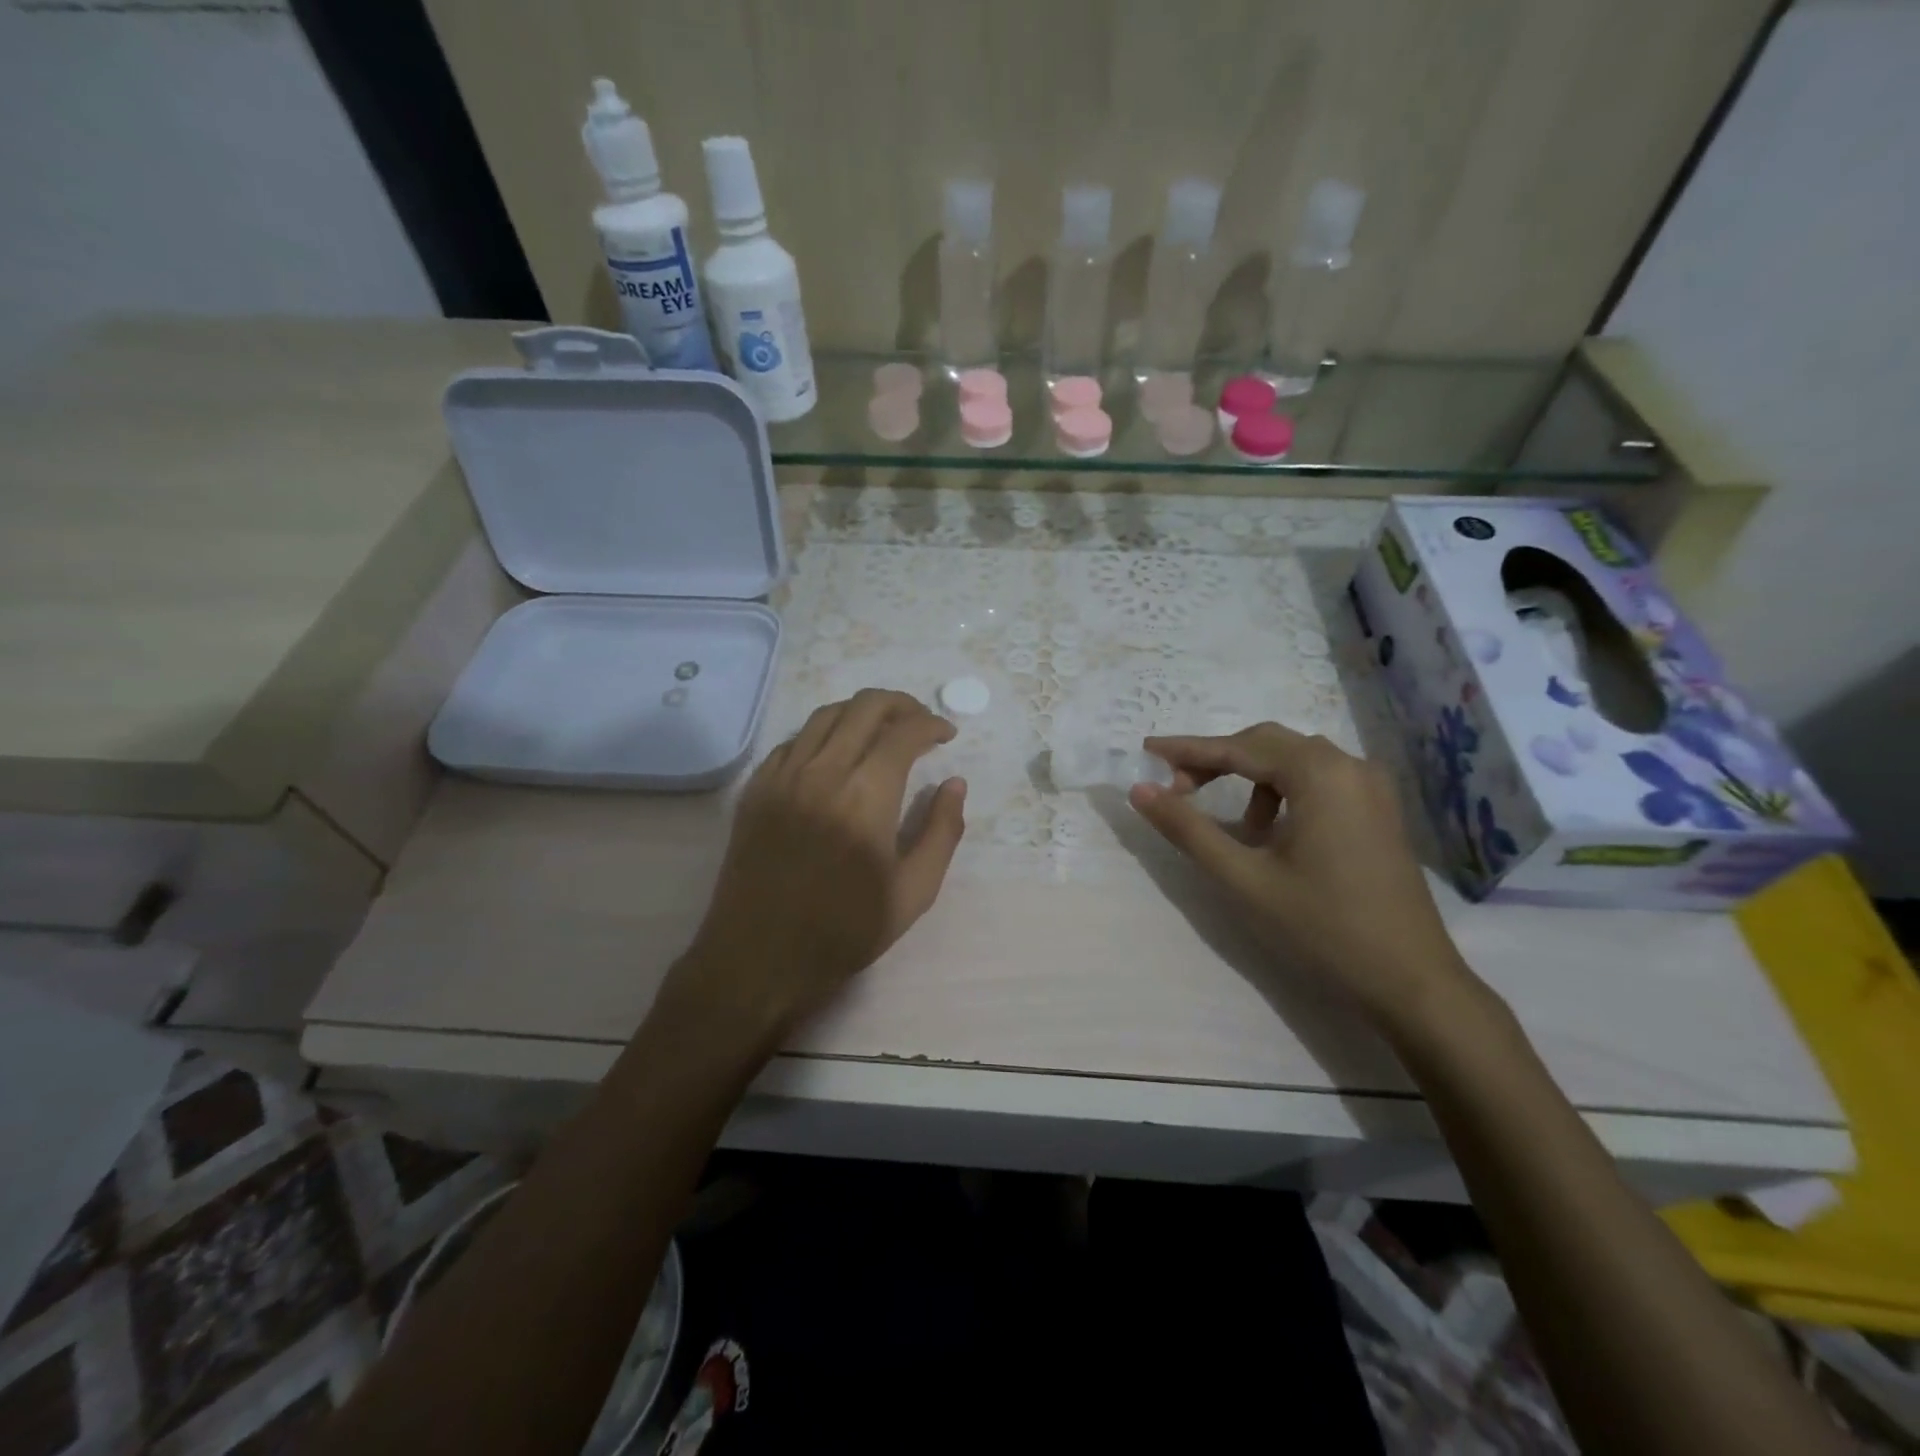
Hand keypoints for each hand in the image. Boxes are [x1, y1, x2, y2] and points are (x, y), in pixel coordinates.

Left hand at [659, 689, 967, 1060]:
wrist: (757, 959)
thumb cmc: (843, 932)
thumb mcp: (913, 893)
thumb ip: (941, 832)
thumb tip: (954, 784)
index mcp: (866, 796)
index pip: (904, 732)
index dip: (932, 724)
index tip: (947, 735)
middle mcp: (823, 771)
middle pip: (864, 706)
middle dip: (901, 704)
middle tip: (919, 723)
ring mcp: (783, 776)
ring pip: (826, 715)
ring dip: (861, 712)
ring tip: (881, 731)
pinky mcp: (756, 788)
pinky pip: (794, 740)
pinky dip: (824, 734)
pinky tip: (835, 755)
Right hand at [1130, 721, 1474, 1026]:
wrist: (1412, 982)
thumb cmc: (1322, 928)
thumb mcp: (1244, 878)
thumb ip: (1188, 829)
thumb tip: (1140, 791)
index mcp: (1319, 774)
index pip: (1238, 748)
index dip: (1187, 750)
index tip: (1146, 752)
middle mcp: (1350, 766)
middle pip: (1267, 744)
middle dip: (1217, 760)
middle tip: (1177, 788)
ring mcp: (1371, 787)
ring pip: (1294, 759)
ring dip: (1251, 776)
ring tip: (1234, 826)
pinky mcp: (1379, 810)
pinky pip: (1320, 779)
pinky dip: (1283, 790)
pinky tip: (1273, 833)